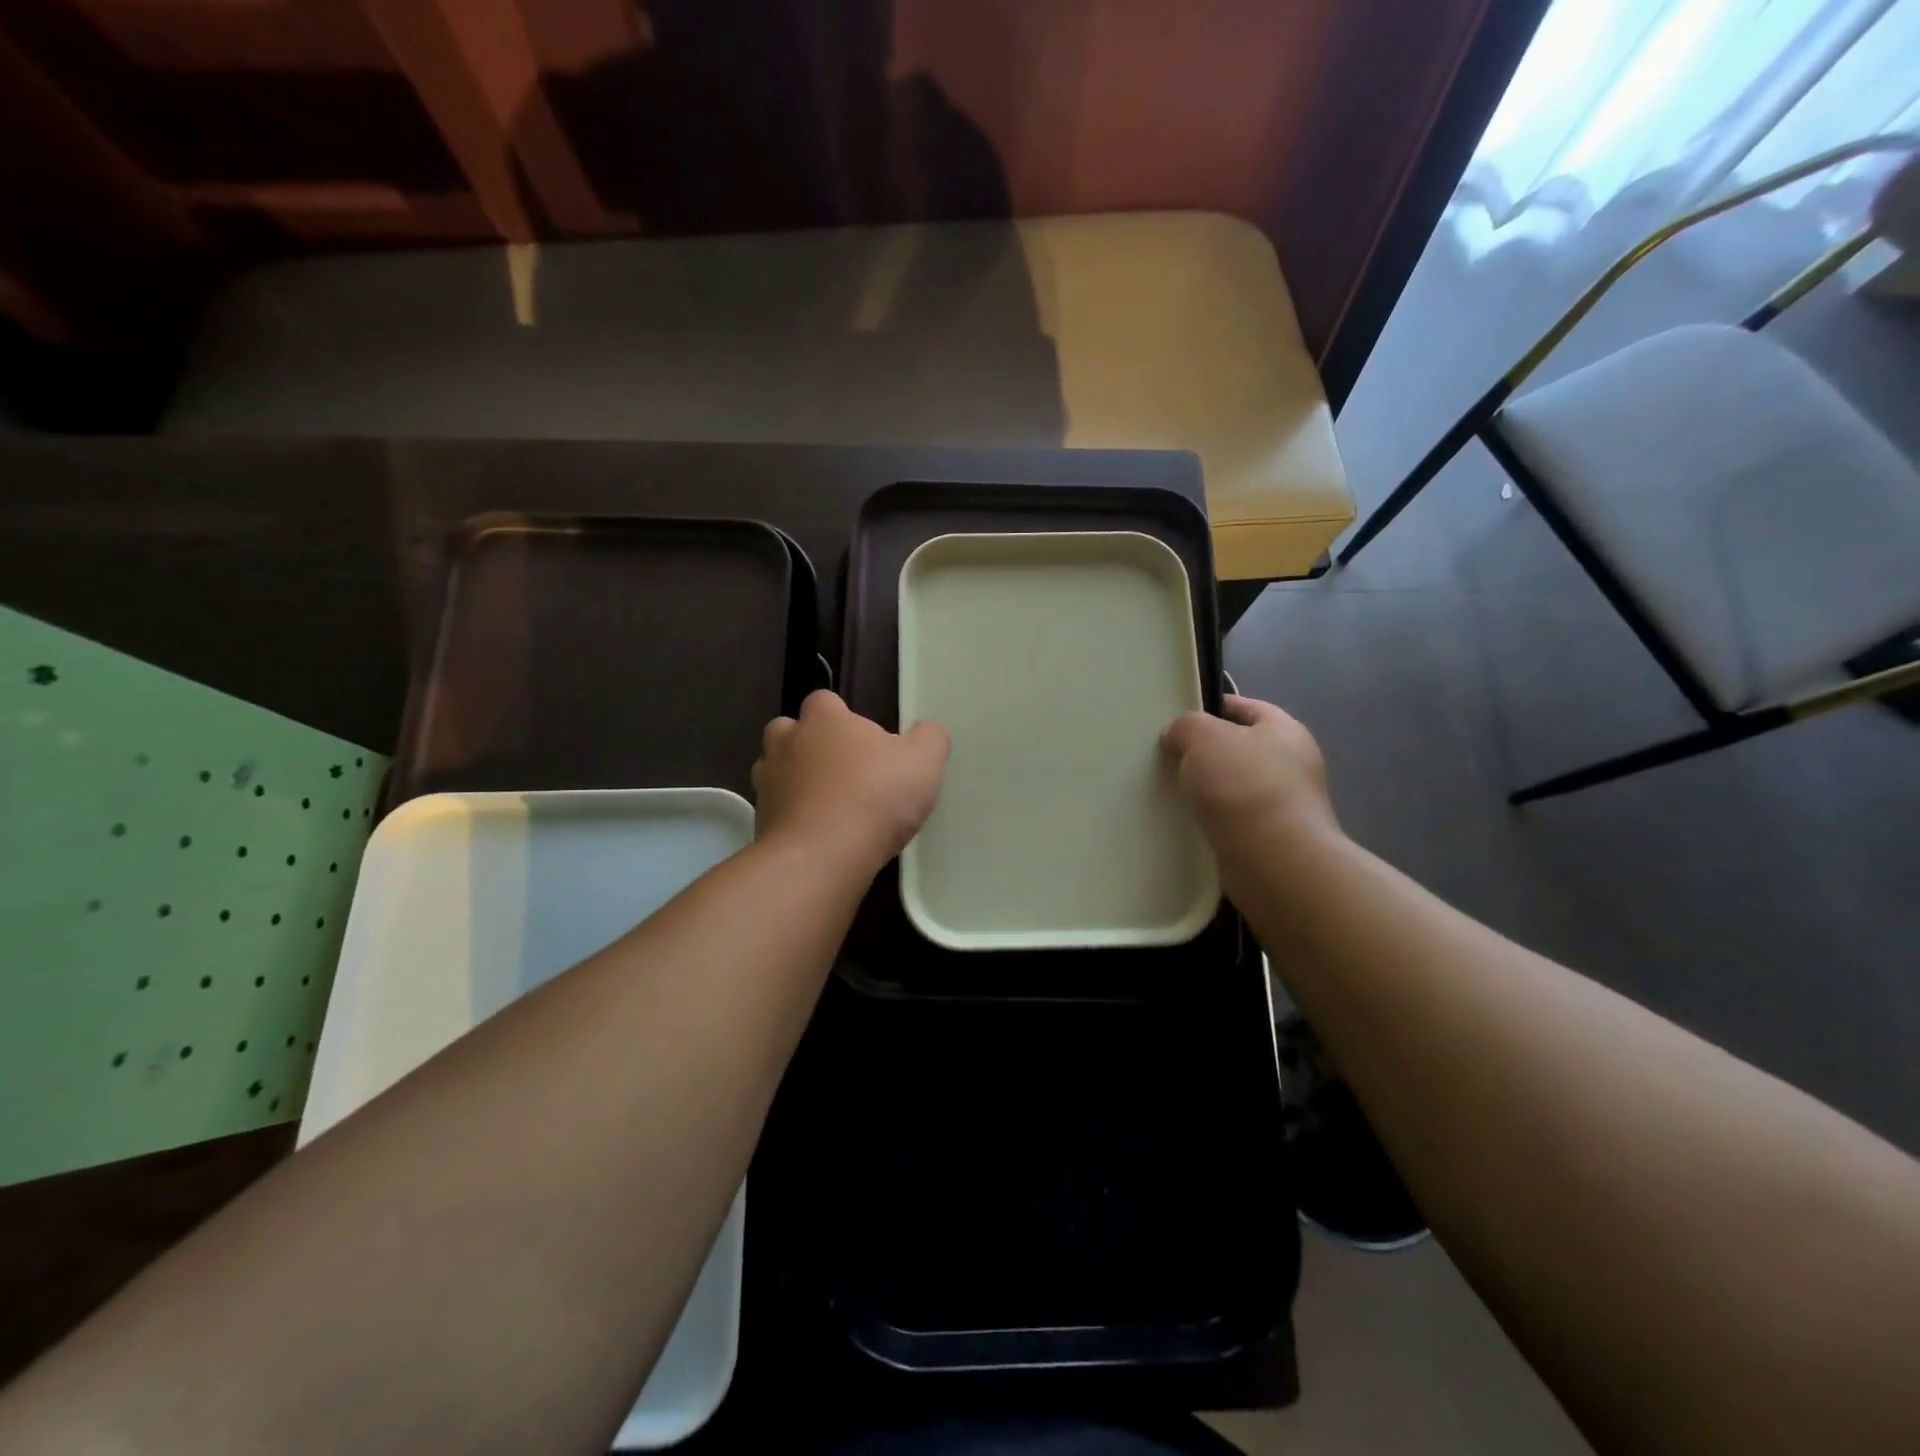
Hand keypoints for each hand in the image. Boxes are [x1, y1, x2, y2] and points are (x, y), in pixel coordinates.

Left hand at [752, 691, 949, 865]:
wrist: (822, 857)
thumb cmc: (874, 798)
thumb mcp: (923, 763)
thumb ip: (929, 738)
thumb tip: (927, 730)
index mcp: (823, 720)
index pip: (823, 700)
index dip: (841, 716)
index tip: (864, 741)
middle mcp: (786, 743)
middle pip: (788, 731)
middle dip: (808, 745)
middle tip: (841, 770)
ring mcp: (767, 783)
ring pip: (775, 771)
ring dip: (795, 781)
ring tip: (827, 805)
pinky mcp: (760, 822)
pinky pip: (776, 811)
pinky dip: (792, 818)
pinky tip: (818, 836)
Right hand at [1161, 695, 1338, 858]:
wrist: (1274, 859)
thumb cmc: (1243, 785)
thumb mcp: (1204, 737)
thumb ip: (1186, 726)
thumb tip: (1178, 736)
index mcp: (1285, 730)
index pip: (1247, 707)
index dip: (1213, 708)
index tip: (1180, 720)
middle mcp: (1294, 764)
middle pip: (1242, 749)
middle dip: (1208, 754)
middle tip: (1171, 759)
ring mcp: (1289, 806)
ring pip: (1238, 788)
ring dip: (1211, 791)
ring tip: (1175, 795)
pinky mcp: (1277, 840)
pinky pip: (1238, 821)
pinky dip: (1217, 821)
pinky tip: (1193, 825)